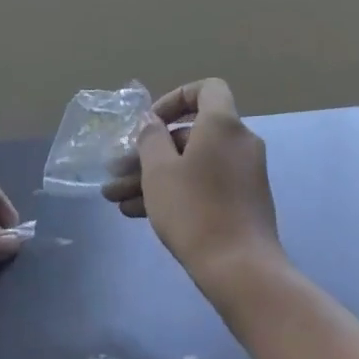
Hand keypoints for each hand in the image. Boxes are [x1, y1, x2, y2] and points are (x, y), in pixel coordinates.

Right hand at [102, 79, 284, 294]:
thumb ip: (151, 138)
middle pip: (190, 134)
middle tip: (117, 169)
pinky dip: (175, 191)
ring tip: (115, 198)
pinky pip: (204, 184)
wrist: (241, 270)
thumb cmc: (195, 210)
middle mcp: (239, 143)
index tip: (152, 121)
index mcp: (223, 125)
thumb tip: (152, 121)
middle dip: (149, 151)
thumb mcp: (159, 171)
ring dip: (153, 176)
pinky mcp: (242, 202)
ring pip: (192, 163)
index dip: (176, 97)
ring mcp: (243, 174)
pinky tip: (136, 213)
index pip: (207, 89)